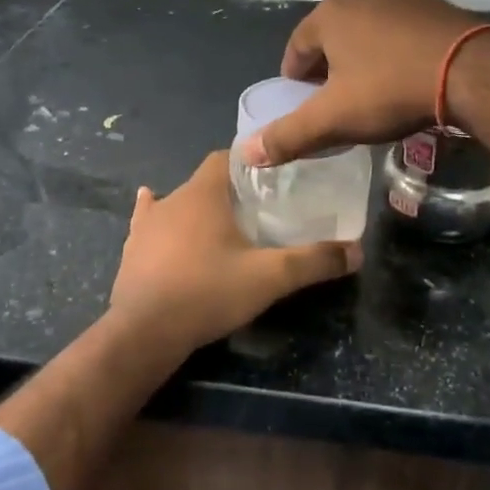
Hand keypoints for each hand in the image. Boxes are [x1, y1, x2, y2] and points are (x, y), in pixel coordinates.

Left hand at [107, 151, 360, 353]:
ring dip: (196, 209)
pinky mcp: (132, 249)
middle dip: (229, 192)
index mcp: (204, 194)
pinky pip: (147, 223)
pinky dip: (158, 220)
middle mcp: (172, 199)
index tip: (270, 180)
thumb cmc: (208, 292)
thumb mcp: (269, 278)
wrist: (145, 331)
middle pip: (205, 183)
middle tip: (256, 211)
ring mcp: (146, 225)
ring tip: (219, 226)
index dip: (248, 164)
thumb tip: (357, 251)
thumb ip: (314, 261)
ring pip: (177, 204)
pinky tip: (156, 218)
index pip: (225, 158)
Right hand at [236, 0, 481, 166]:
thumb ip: (288, 136)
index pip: (296, 50)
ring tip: (374, 94)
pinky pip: (402, 34)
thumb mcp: (334, 119)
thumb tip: (246, 153)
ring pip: (368, 34)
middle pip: (332, 39)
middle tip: (338, 105)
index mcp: (329, 15)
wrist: (472, 71)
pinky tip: (408, 80)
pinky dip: (395, 54)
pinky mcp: (436, 8)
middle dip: (329, 71)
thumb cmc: (391, 90)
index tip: (305, 107)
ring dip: (363, 61)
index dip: (295, 82)